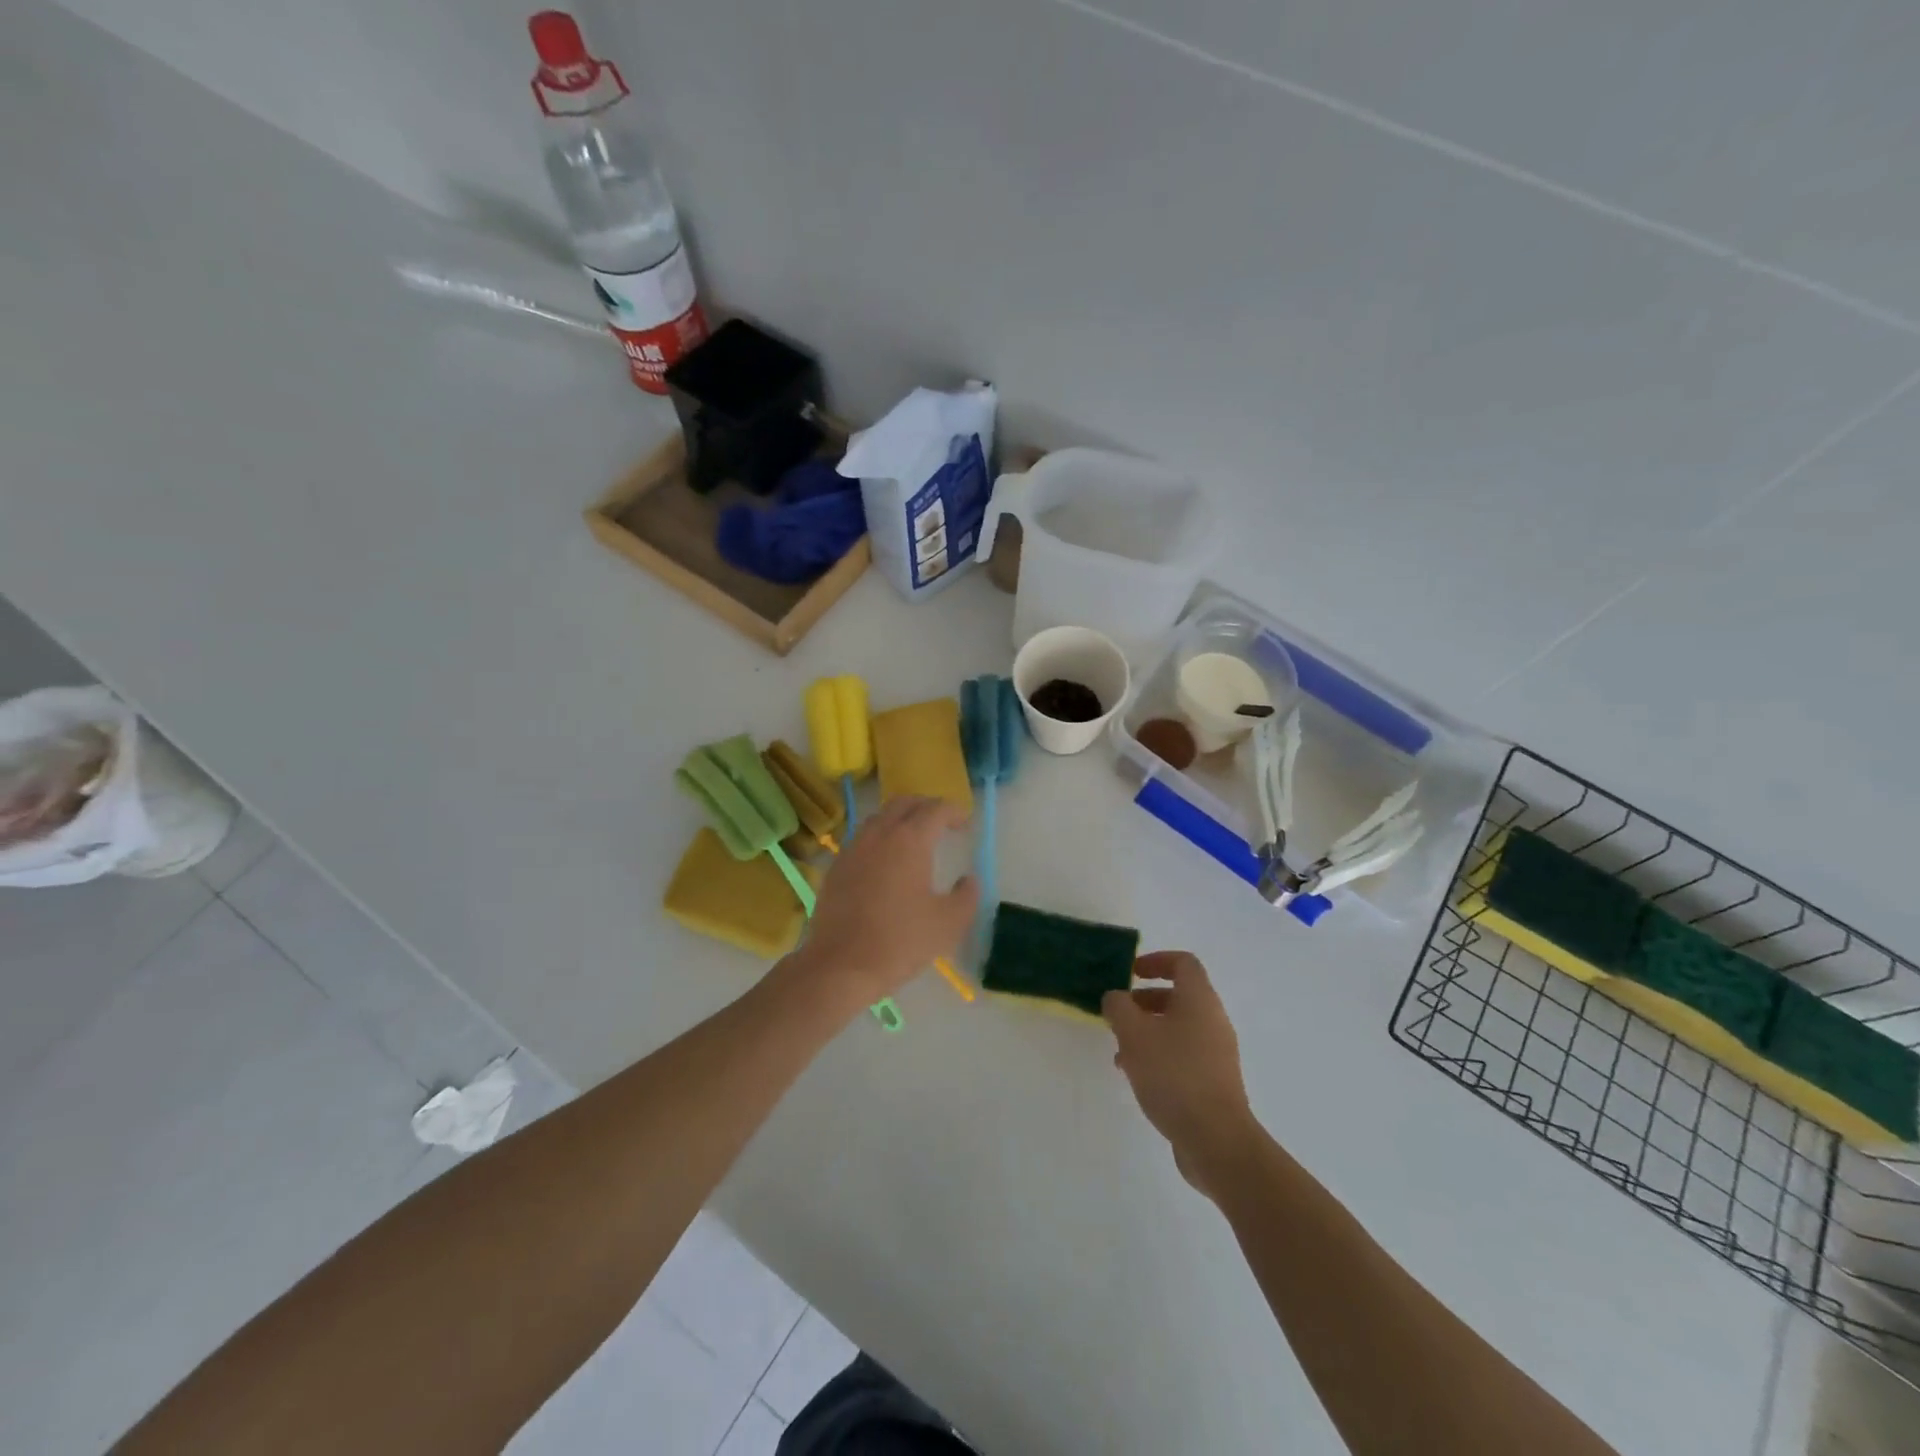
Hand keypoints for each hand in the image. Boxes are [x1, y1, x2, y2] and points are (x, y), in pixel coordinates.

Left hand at [786, 796, 977, 1013]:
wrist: (841, 966)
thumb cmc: (900, 941)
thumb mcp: (949, 923)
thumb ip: (966, 896)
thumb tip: (969, 880)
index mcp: (910, 840)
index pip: (936, 809)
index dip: (955, 812)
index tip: (965, 825)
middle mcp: (879, 834)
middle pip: (904, 803)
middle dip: (927, 807)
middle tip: (942, 824)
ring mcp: (853, 848)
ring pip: (880, 817)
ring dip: (900, 819)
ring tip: (914, 839)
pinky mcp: (836, 866)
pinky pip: (862, 837)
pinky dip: (880, 837)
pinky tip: (885, 861)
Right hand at [1104, 952, 1262, 1198]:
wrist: (1216, 1140)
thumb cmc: (1173, 1075)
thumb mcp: (1134, 1034)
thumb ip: (1119, 1007)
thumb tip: (1116, 998)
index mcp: (1199, 1000)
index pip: (1182, 962)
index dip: (1155, 960)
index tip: (1129, 973)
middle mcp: (1213, 1020)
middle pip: (1178, 996)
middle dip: (1144, 1001)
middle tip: (1118, 1015)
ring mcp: (1217, 1053)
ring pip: (1178, 1028)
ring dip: (1148, 1031)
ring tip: (1120, 1051)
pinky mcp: (1214, 1082)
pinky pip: (1183, 1055)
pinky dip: (1159, 1055)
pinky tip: (1137, 1076)